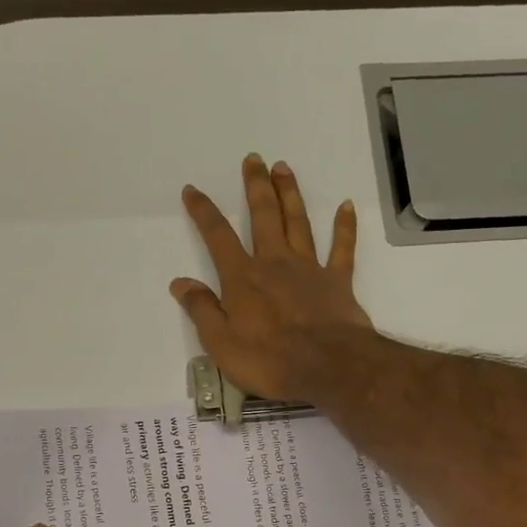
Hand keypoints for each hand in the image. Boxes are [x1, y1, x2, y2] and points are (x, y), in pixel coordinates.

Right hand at [171, 154, 374, 403]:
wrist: (327, 366)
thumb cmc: (269, 360)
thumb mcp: (221, 343)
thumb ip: (201, 309)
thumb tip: (180, 283)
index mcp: (243, 278)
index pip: (218, 237)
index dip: (203, 212)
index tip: (193, 190)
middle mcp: (275, 263)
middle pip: (264, 216)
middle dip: (255, 186)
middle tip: (253, 159)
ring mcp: (309, 269)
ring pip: (299, 222)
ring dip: (290, 194)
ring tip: (284, 168)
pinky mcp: (337, 281)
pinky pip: (342, 248)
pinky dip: (344, 227)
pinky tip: (346, 207)